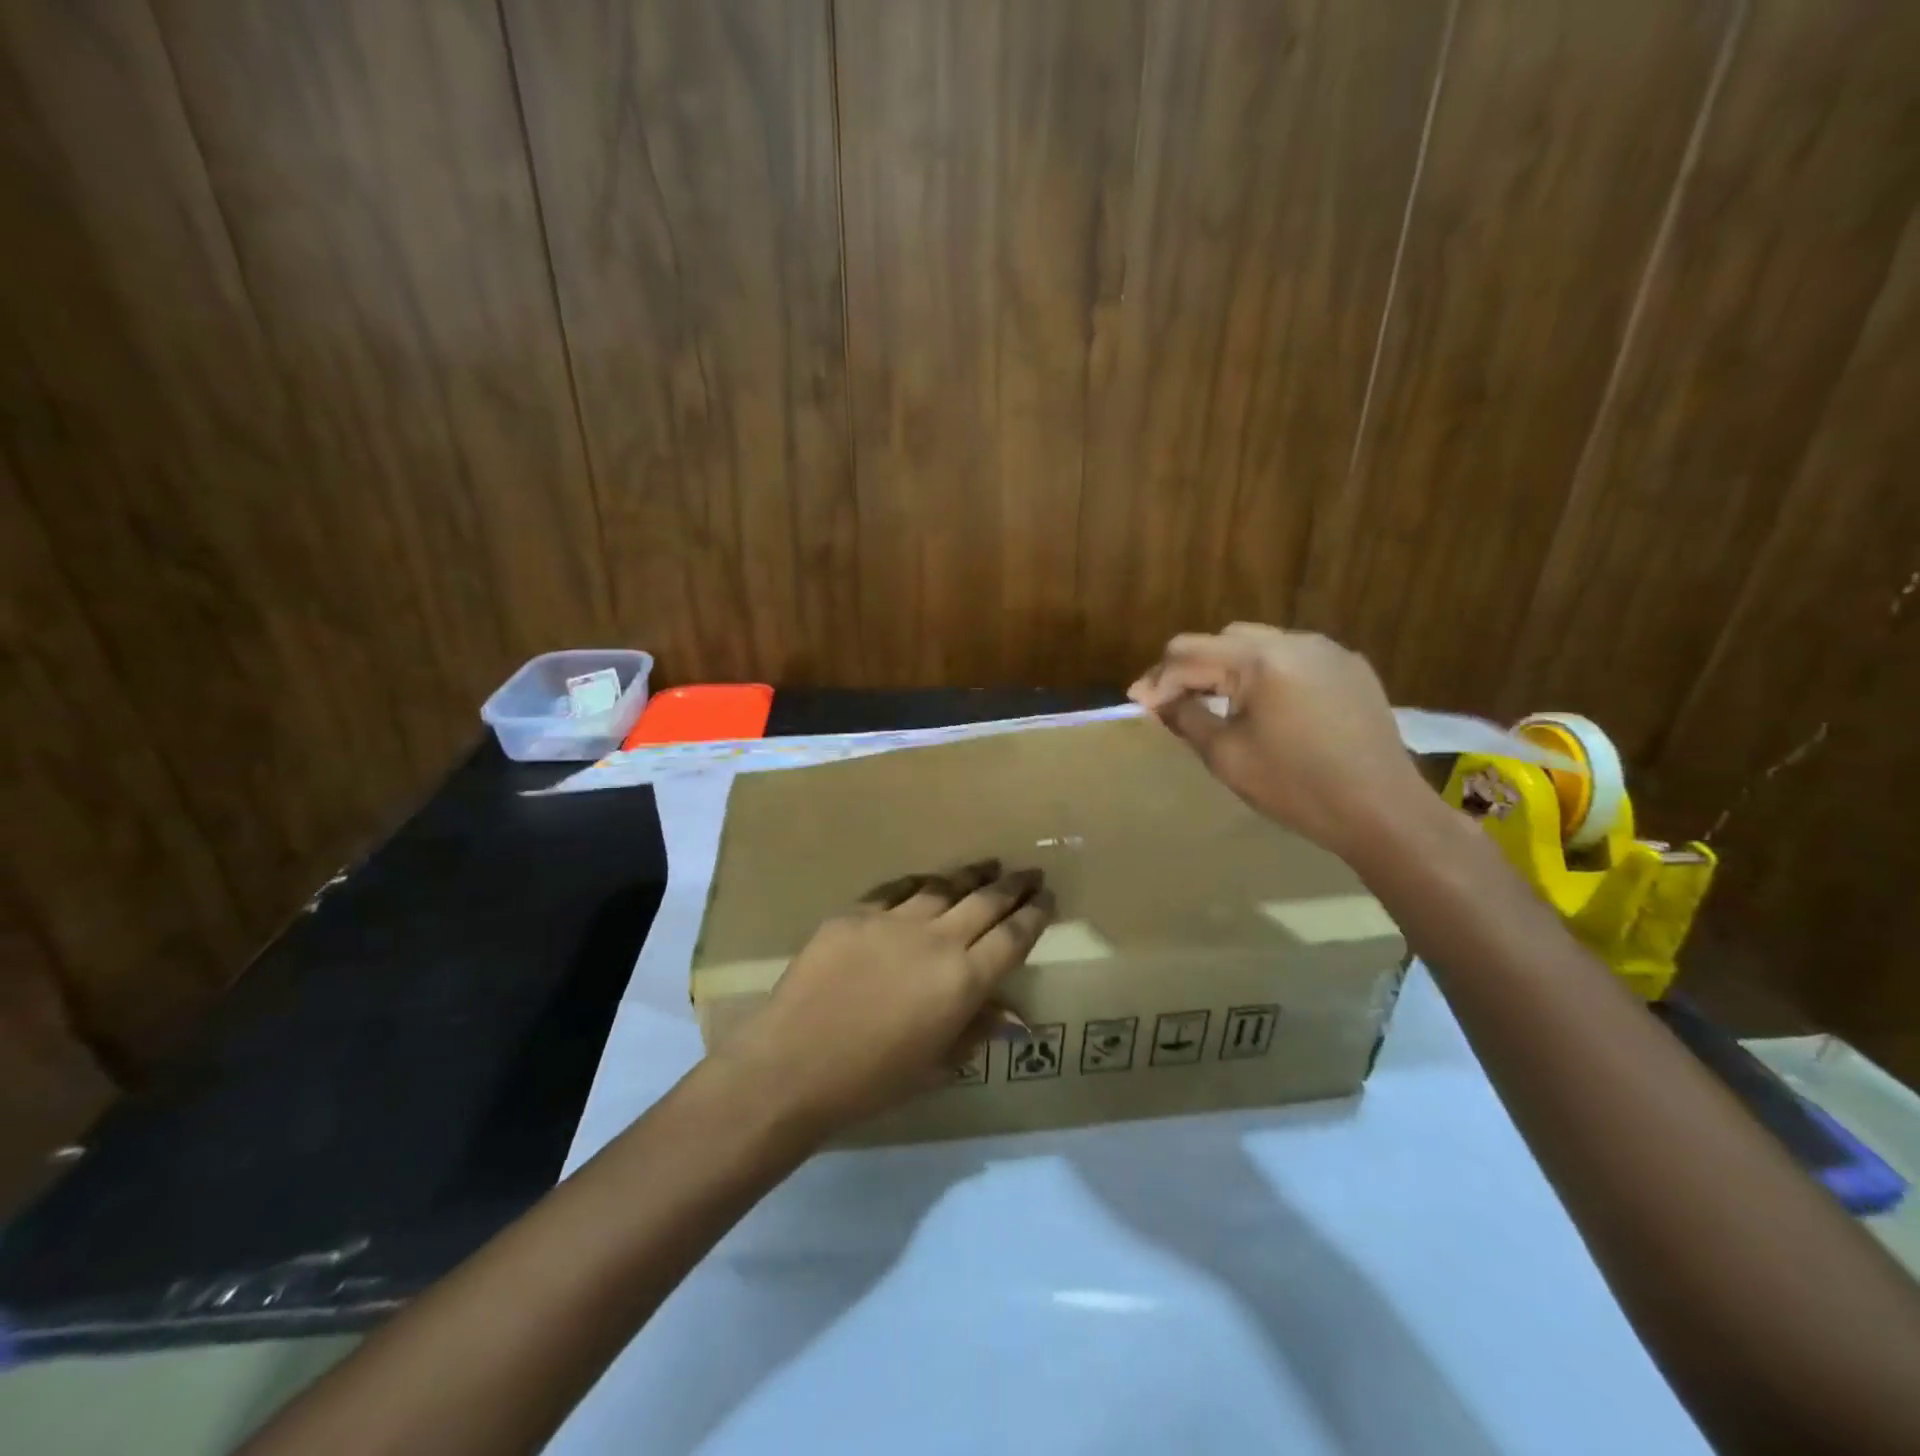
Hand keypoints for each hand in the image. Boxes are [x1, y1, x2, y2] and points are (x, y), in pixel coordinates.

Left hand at [713, 862, 1052, 1137]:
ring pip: (943, 888)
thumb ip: (976, 1031)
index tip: (1047, 898)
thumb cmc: (871, 1081)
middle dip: (1013, 886)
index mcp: (962, 981)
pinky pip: (895, 890)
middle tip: (1030, 873)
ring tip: (988, 866)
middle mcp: (935, 941)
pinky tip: (928, 881)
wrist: (793, 1064)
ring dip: (970, 876)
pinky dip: (918, 885)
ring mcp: (893, 921)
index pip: (1012, 937)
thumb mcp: (936, 1065)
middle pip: (985, 903)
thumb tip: (1015, 1018)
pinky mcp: (855, 914)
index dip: (1034, 915)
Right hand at [1128, 623, 1430, 860]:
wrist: (1384, 812)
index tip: (1138, 705)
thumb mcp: (1227, 756)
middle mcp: (1296, 640)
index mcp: (1261, 659)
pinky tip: (1265, 709)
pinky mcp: (1352, 669)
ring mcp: (1330, 651)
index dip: (1158, 678)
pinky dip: (1266, 676)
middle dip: (1192, 669)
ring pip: (1259, 646)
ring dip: (1229, 670)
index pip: (1189, 651)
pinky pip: (1293, 660)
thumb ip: (1187, 717)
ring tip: (1215, 705)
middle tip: (1173, 705)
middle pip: (1223, 639)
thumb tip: (1159, 699)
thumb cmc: (1297, 787)